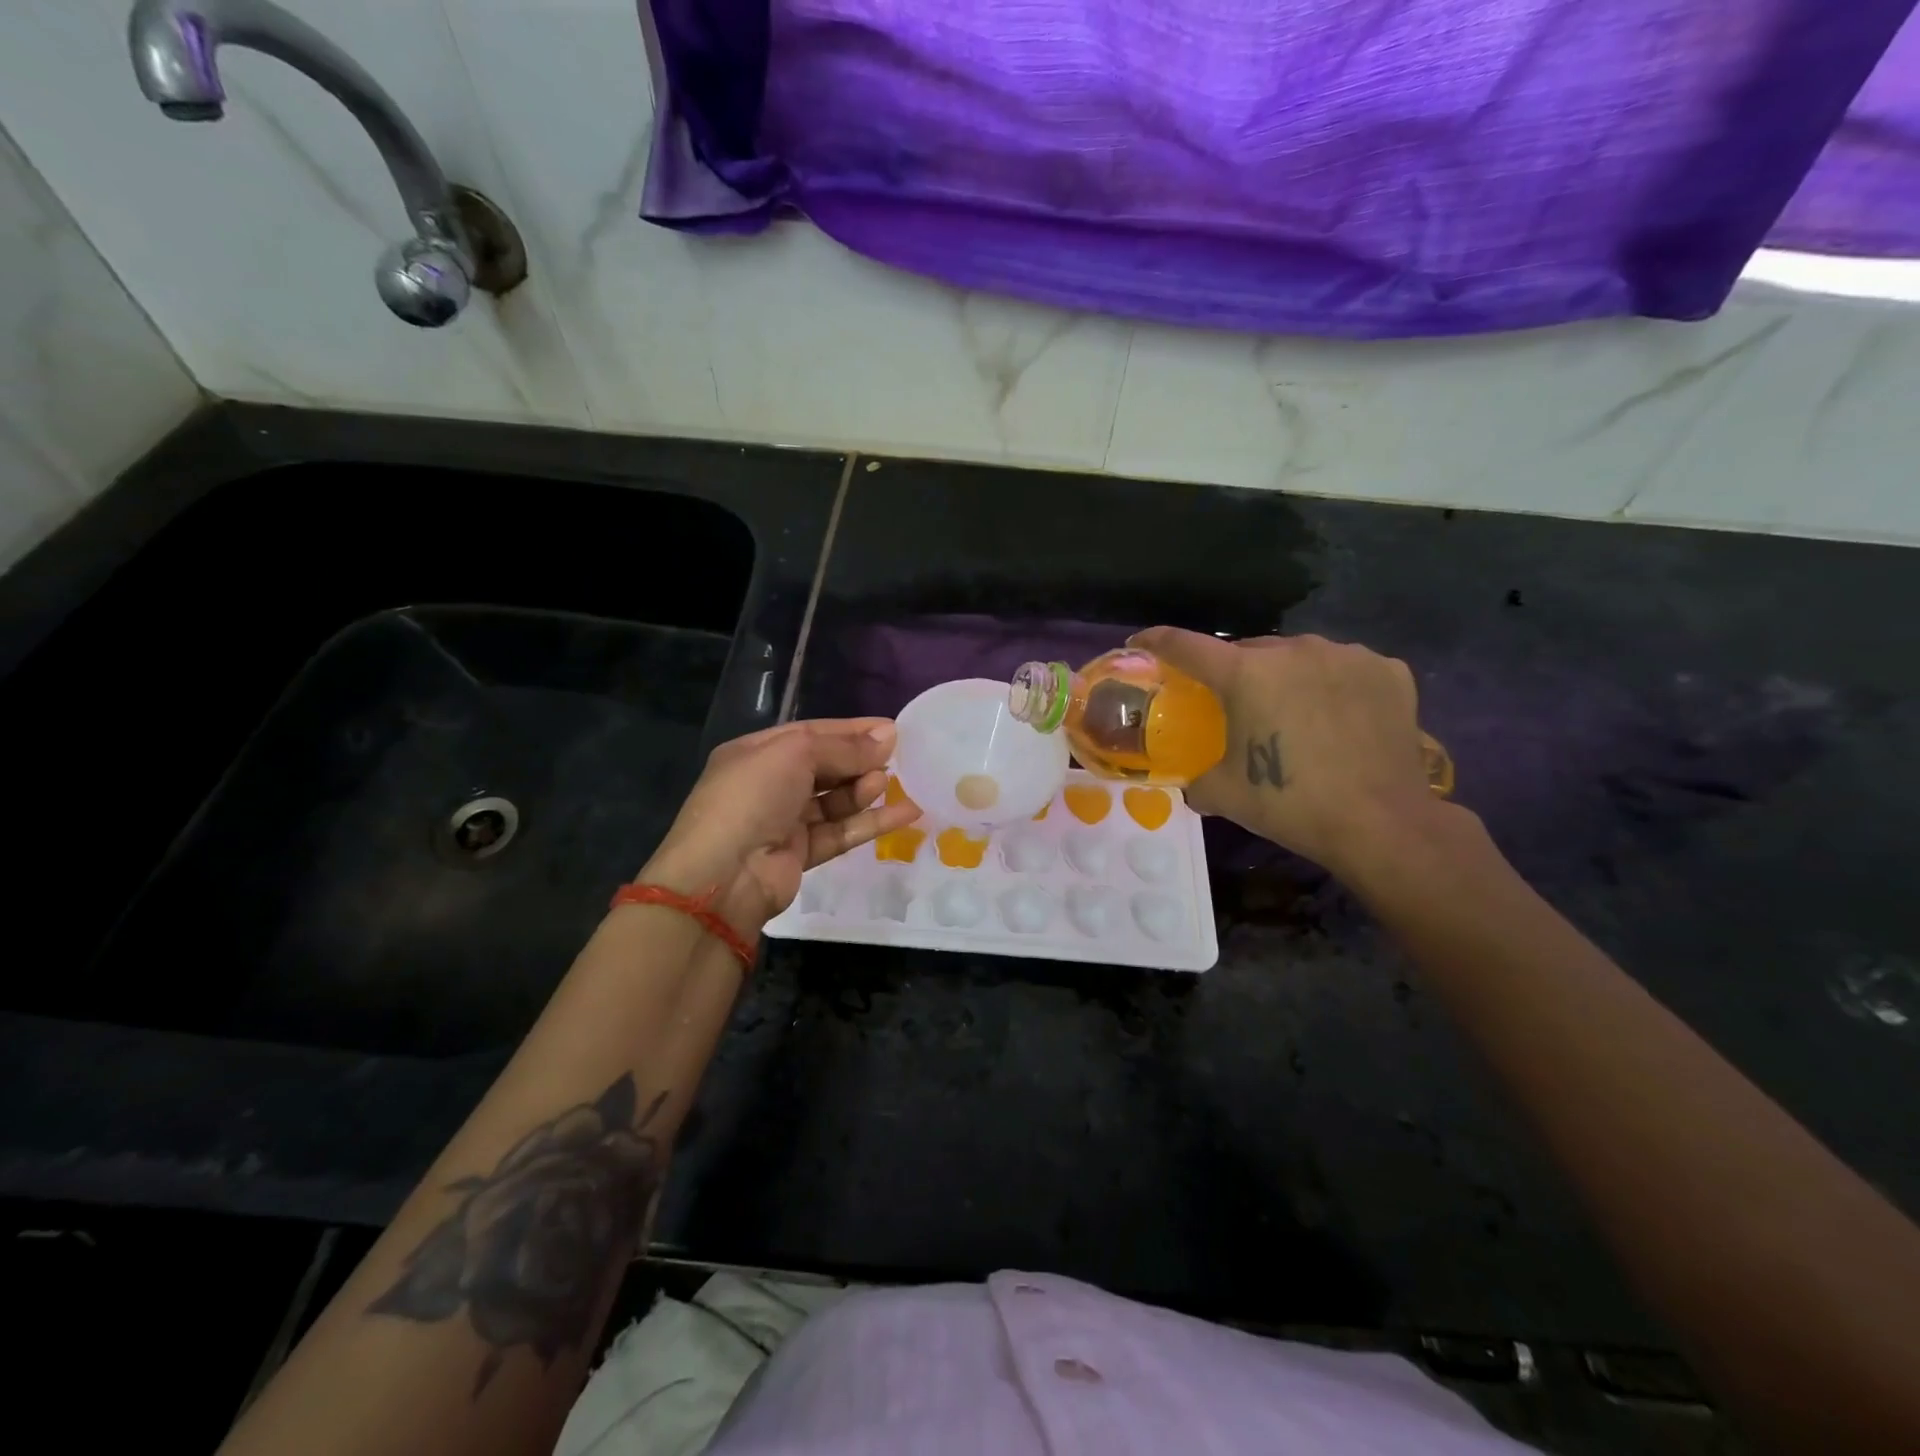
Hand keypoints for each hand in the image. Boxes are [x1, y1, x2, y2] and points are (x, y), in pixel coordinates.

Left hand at [640, 718, 922, 932]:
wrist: (724, 876)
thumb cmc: (753, 797)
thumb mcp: (795, 755)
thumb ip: (844, 748)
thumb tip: (889, 735)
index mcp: (756, 753)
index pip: (811, 733)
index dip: (850, 730)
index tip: (891, 729)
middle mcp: (768, 784)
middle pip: (825, 766)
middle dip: (859, 760)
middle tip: (898, 755)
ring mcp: (784, 821)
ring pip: (834, 800)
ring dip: (864, 789)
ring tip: (890, 783)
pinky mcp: (802, 853)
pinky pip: (842, 831)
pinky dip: (871, 822)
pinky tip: (906, 813)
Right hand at [1130, 627, 1445, 878]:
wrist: (1381, 824)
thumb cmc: (1291, 805)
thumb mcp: (1224, 795)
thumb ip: (1196, 779)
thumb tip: (1192, 783)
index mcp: (1245, 674)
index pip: (1185, 644)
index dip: (1157, 642)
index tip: (1141, 643)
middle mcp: (1293, 650)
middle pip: (1248, 650)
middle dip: (1234, 671)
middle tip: (1235, 704)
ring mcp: (1345, 655)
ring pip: (1298, 655)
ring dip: (1286, 675)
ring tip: (1292, 711)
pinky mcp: (1387, 669)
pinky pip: (1344, 667)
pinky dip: (1332, 684)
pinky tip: (1338, 715)